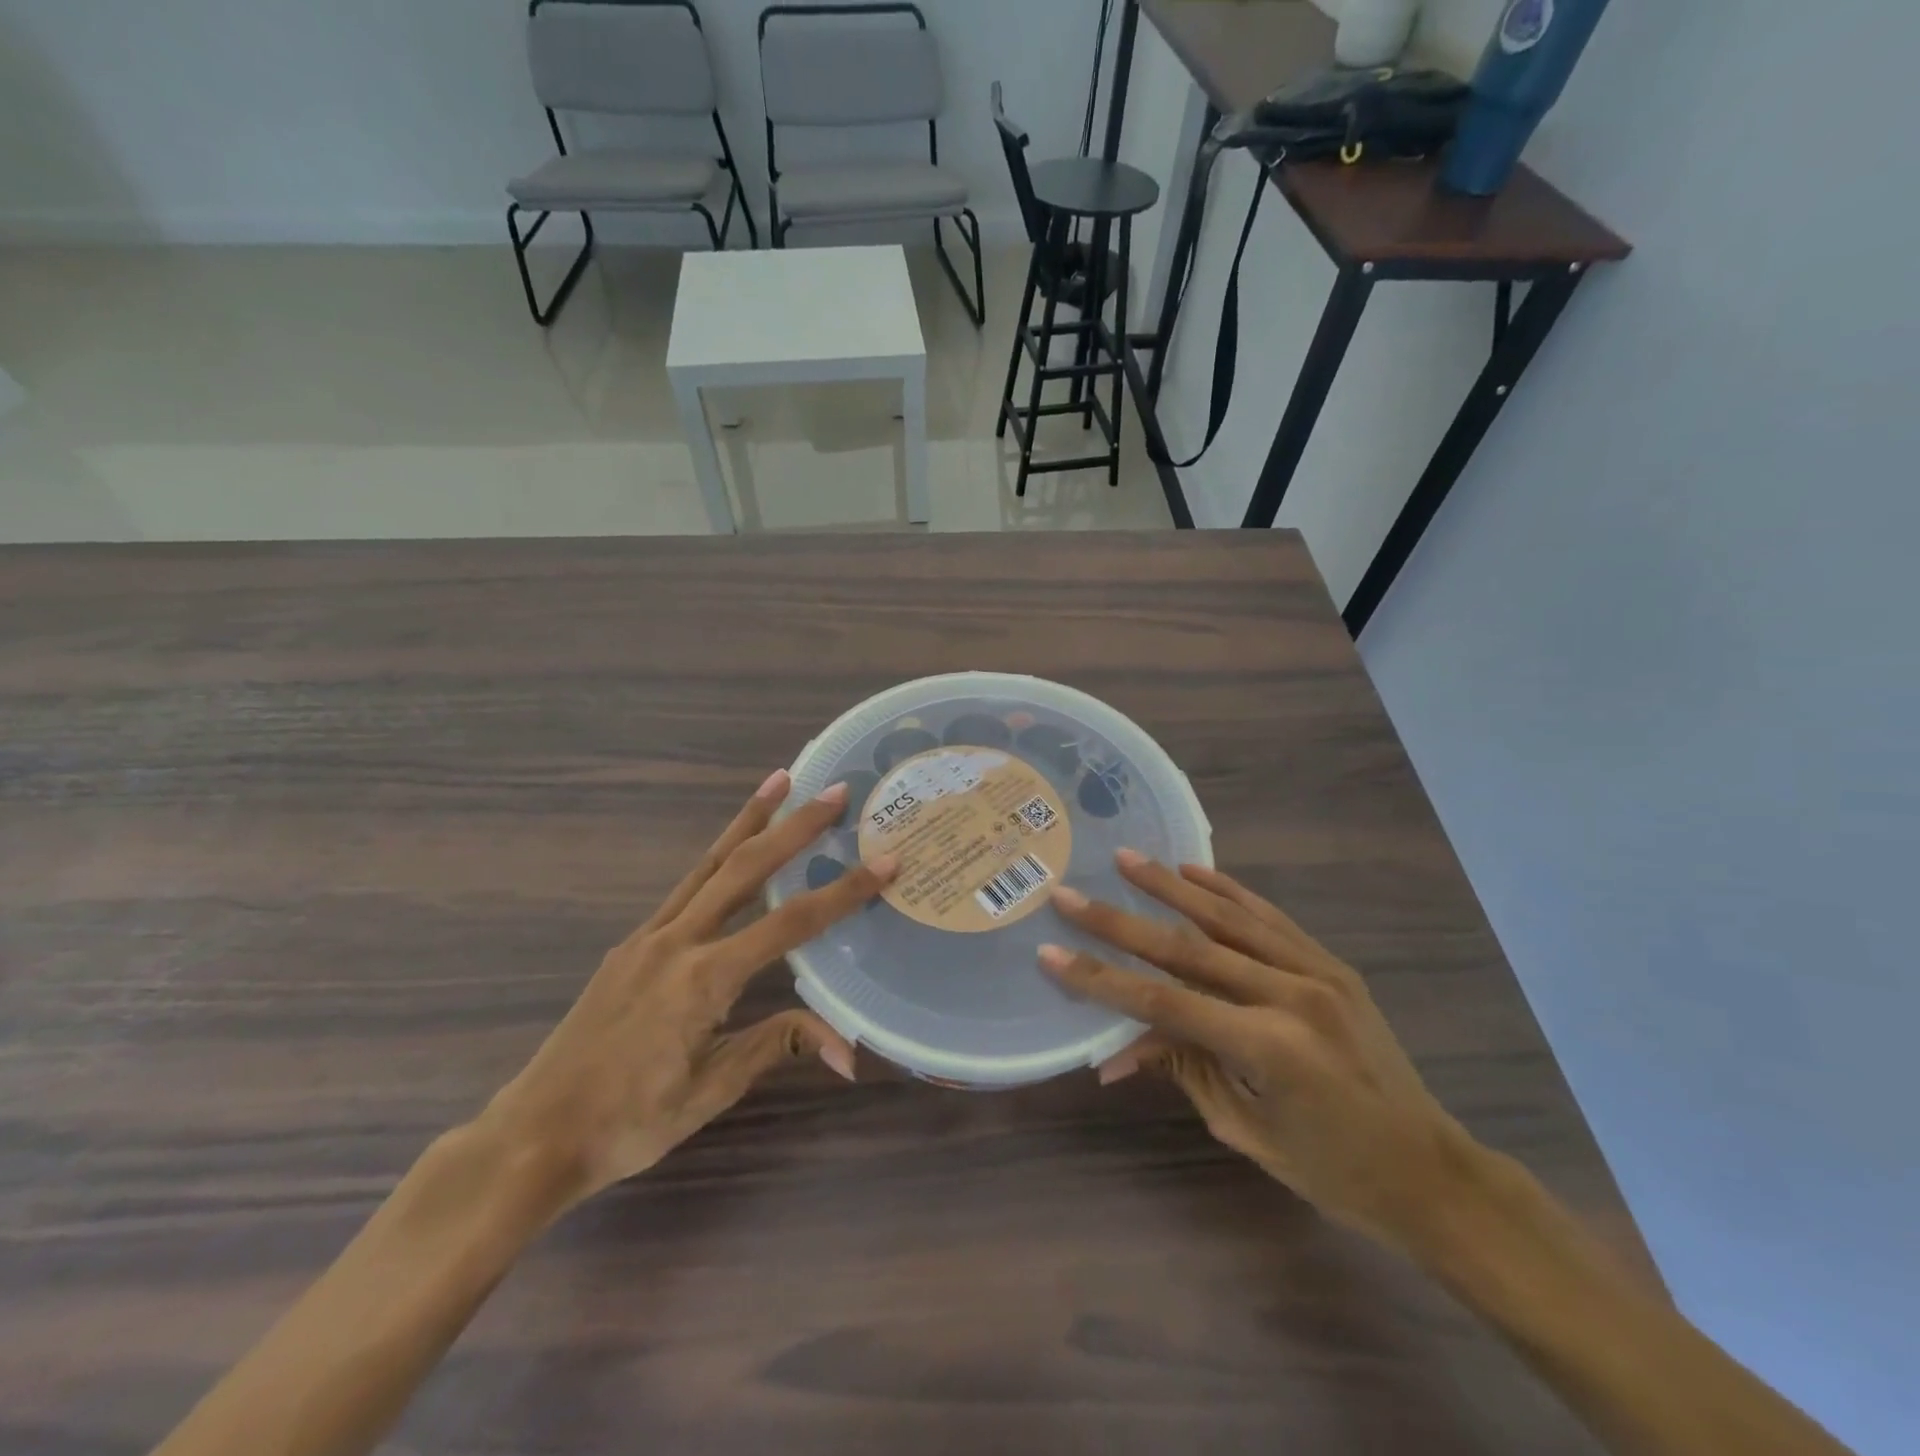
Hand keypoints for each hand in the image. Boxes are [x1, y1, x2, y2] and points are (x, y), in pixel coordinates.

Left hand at [480, 771, 893, 1215]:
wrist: (534, 1135)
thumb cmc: (629, 1122)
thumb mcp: (711, 1089)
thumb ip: (776, 1045)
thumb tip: (849, 1050)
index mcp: (704, 978)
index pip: (791, 924)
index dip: (843, 892)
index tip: (883, 861)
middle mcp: (677, 940)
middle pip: (746, 868)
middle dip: (794, 826)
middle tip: (834, 792)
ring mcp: (649, 936)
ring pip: (708, 863)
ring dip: (749, 820)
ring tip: (780, 780)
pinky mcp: (632, 943)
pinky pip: (685, 886)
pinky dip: (718, 855)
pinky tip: (734, 849)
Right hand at [1041, 852, 1475, 1246]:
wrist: (1431, 1172)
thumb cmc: (1332, 1170)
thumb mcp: (1244, 1129)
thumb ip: (1182, 1070)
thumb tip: (1114, 1051)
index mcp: (1269, 1048)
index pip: (1164, 1003)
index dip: (1102, 979)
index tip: (1052, 953)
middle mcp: (1291, 996)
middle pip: (1186, 949)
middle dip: (1119, 922)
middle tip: (1070, 895)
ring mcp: (1317, 972)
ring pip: (1227, 917)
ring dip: (1169, 886)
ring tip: (1124, 859)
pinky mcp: (1331, 964)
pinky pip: (1270, 917)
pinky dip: (1228, 891)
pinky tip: (1193, 871)